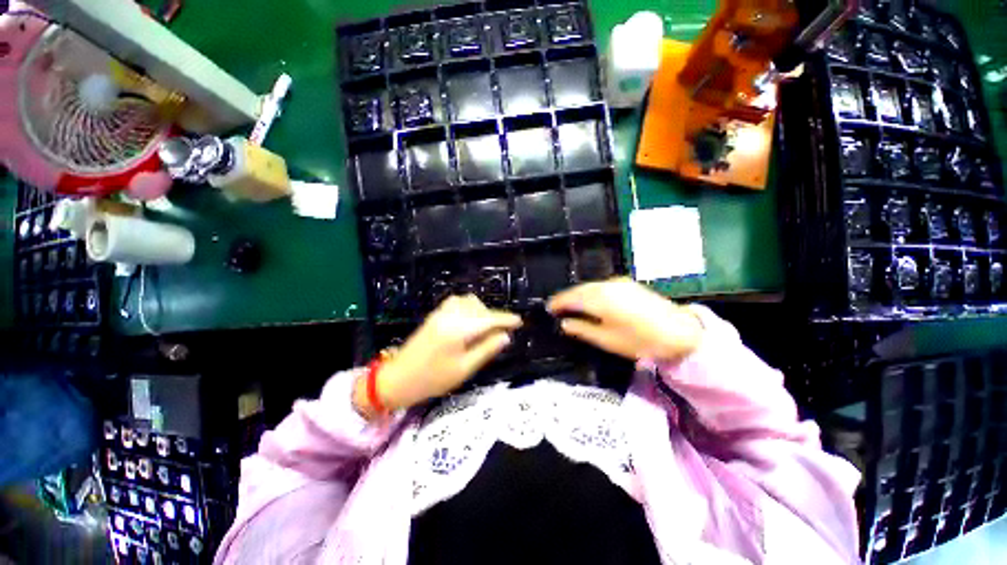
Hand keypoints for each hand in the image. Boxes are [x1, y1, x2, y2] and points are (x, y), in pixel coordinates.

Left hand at [356, 295, 521, 414]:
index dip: (506, 319)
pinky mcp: (435, 315)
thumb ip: (486, 349)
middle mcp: (450, 316)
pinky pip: (457, 303)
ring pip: (468, 302)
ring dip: (481, 311)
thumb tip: (505, 336)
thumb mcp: (464, 369)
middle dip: (493, 317)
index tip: (519, 321)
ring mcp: (440, 313)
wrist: (398, 379)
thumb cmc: (433, 379)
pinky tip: (469, 321)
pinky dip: (468, 308)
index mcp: (458, 330)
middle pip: (479, 308)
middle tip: (500, 333)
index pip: (488, 319)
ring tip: (485, 328)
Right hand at [547, 277, 702, 361]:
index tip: (548, 309)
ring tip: (570, 304)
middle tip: (556, 307)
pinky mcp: (627, 284)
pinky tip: (589, 300)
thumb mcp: (608, 340)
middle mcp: (606, 286)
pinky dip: (590, 291)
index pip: (571, 298)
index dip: (558, 303)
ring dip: (578, 293)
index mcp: (600, 299)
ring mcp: (618, 282)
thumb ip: (583, 329)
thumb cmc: (641, 340)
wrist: (680, 332)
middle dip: (566, 297)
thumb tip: (564, 323)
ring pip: (590, 286)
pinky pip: (600, 285)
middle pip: (579, 289)